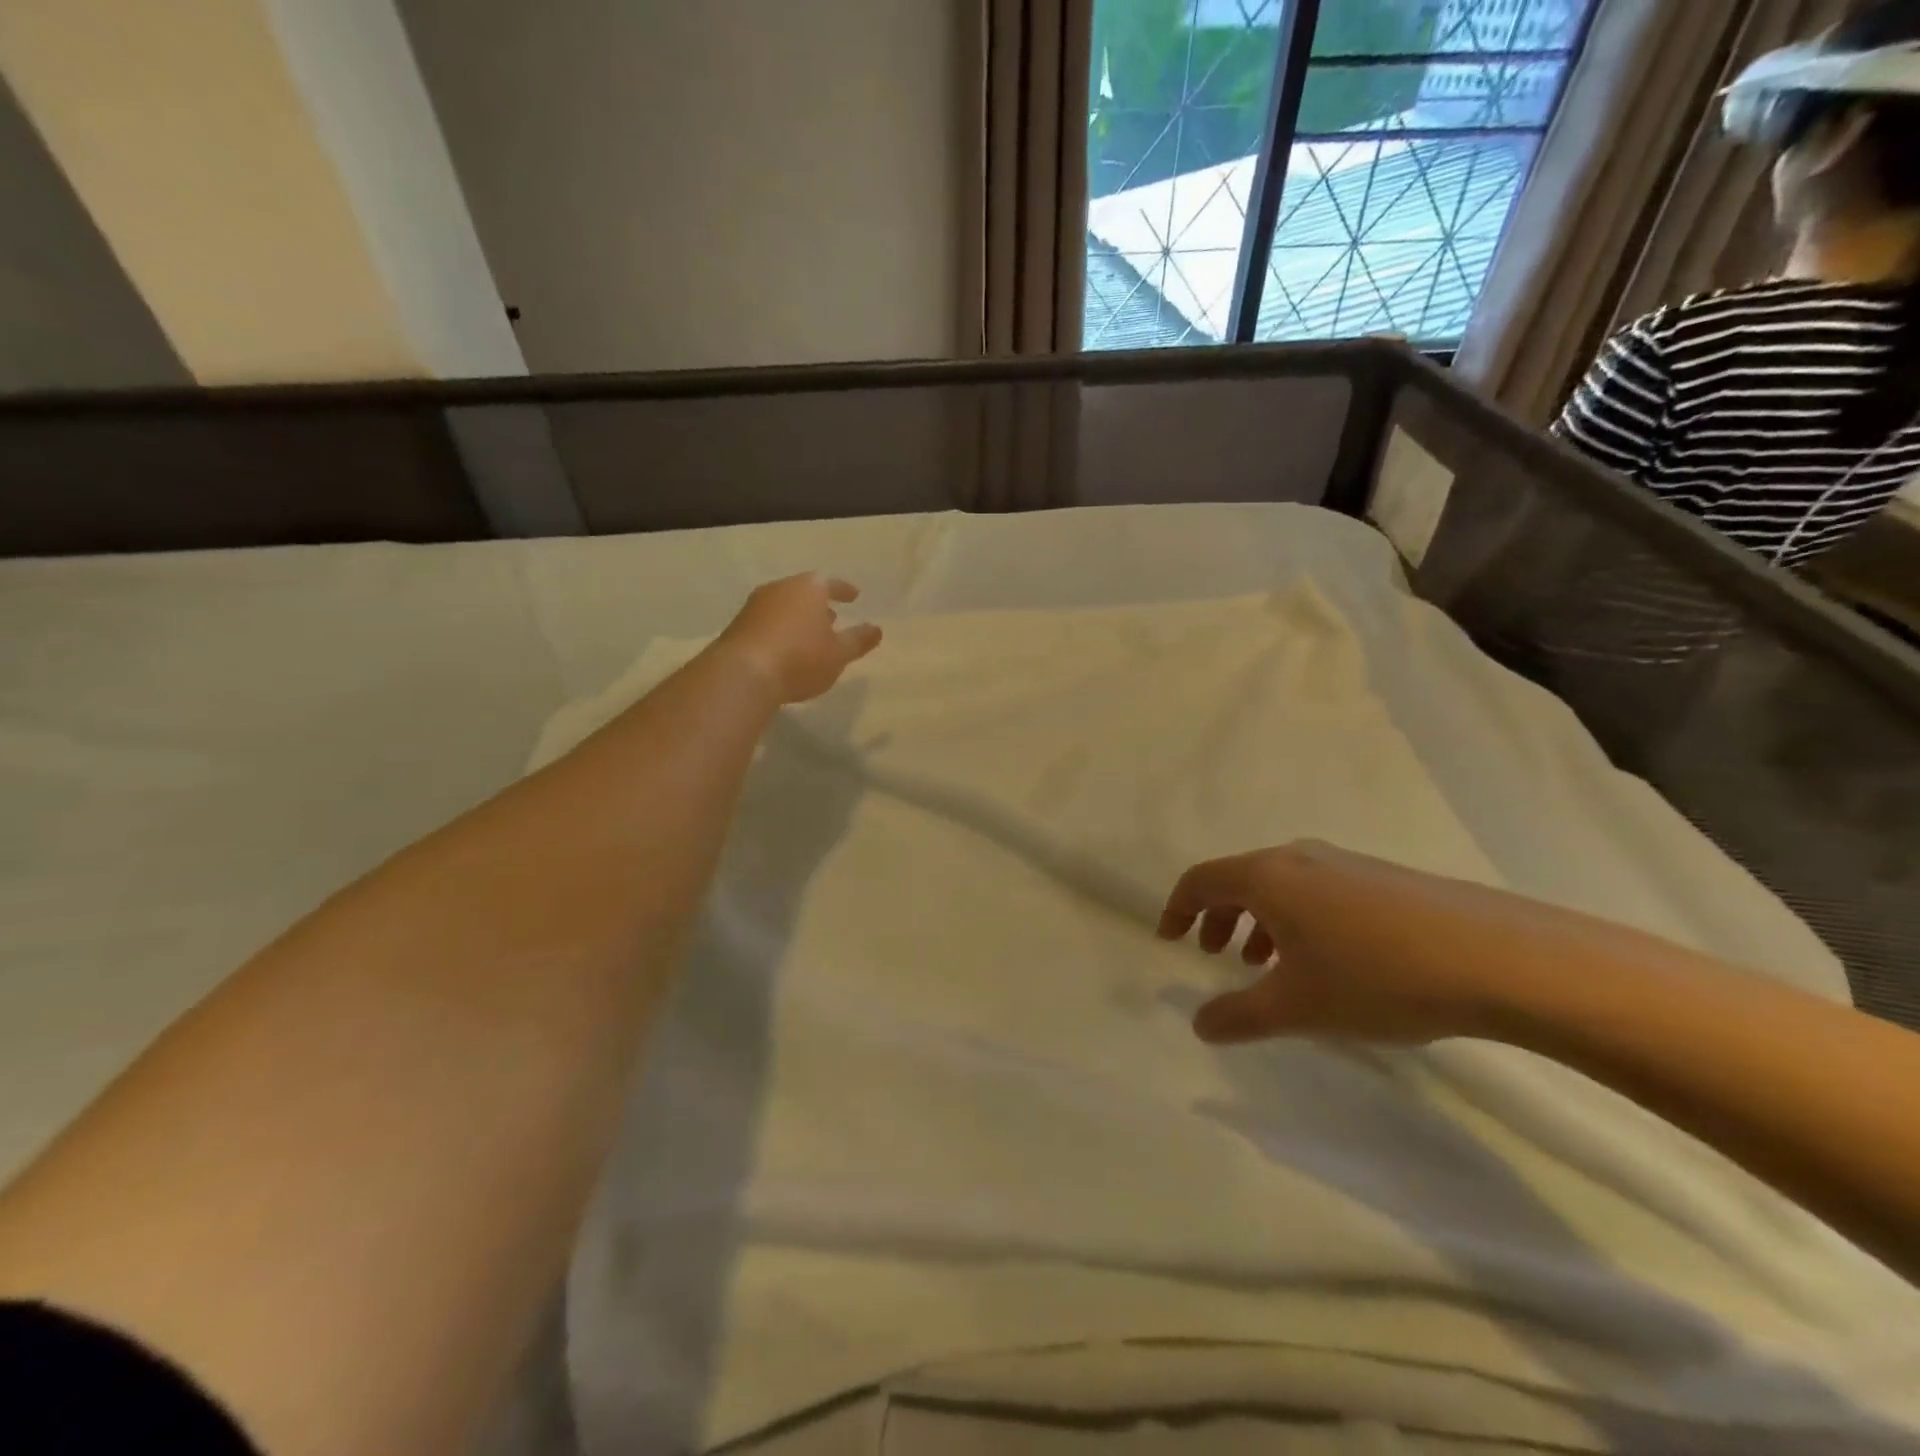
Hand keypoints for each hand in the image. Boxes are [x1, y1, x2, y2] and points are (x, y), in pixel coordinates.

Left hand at [713, 574, 882, 704]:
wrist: (743, 673)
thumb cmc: (801, 658)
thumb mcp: (839, 653)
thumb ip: (859, 640)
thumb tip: (876, 629)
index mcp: (808, 588)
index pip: (831, 583)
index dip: (844, 590)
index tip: (854, 596)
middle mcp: (780, 588)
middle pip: (804, 592)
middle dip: (819, 605)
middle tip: (832, 619)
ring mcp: (755, 606)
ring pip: (784, 606)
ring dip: (798, 618)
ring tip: (810, 636)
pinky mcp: (738, 626)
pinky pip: (768, 622)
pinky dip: (781, 630)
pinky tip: (785, 649)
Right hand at [1159, 841, 1609, 1045]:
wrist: (1497, 957)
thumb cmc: (1376, 977)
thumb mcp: (1298, 1006)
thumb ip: (1239, 1016)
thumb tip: (1200, 1024)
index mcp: (1268, 876)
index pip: (1201, 880)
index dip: (1177, 909)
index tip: (1170, 940)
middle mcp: (1300, 858)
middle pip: (1239, 878)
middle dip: (1219, 916)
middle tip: (1216, 955)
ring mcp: (1346, 863)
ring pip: (1281, 885)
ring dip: (1260, 920)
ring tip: (1269, 964)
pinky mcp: (1383, 878)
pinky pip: (1318, 890)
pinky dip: (1298, 919)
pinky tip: (1328, 961)